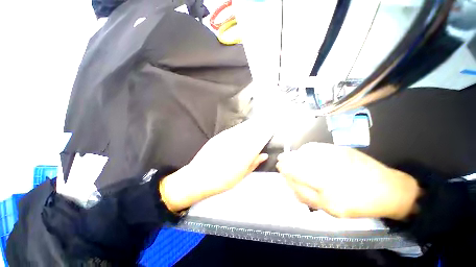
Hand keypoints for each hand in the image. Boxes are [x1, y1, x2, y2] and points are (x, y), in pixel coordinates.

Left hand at [160, 118, 273, 211]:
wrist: (199, 178)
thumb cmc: (222, 181)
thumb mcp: (241, 175)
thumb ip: (253, 163)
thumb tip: (264, 155)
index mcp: (244, 154)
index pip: (258, 140)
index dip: (265, 134)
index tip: (269, 130)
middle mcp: (237, 144)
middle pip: (251, 133)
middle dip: (258, 128)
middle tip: (264, 124)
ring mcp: (226, 139)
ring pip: (242, 130)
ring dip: (249, 127)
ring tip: (255, 125)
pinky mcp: (218, 137)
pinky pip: (232, 131)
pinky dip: (239, 129)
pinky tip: (241, 129)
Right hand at [276, 142, 419, 219]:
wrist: (387, 189)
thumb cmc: (358, 204)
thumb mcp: (330, 209)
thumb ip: (306, 196)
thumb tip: (290, 183)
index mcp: (325, 186)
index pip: (295, 172)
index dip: (284, 169)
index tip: (278, 167)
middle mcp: (327, 167)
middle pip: (298, 160)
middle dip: (286, 160)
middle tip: (280, 161)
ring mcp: (333, 155)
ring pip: (304, 152)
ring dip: (294, 154)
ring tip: (289, 157)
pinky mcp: (339, 149)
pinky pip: (315, 147)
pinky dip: (306, 149)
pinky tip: (304, 152)